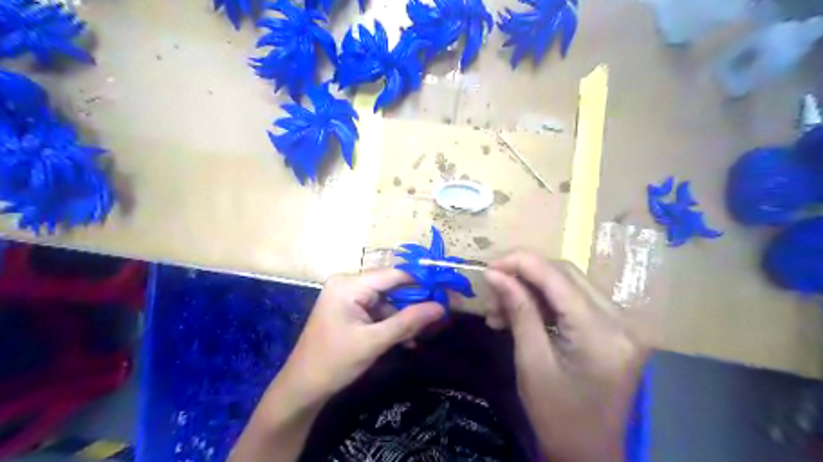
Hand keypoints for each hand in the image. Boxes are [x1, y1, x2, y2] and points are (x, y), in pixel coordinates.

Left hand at [274, 268, 443, 405]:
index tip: (444, 292)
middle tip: (436, 316)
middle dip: (412, 303)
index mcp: (349, 285)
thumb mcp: (374, 342)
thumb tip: (441, 307)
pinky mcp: (348, 309)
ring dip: (402, 318)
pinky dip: (390, 323)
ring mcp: (347, 296)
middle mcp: (347, 283)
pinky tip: (404, 340)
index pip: (393, 274)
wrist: (302, 388)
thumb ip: (408, 322)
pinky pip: (376, 310)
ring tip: (417, 337)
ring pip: (386, 300)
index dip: (420, 282)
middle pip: (390, 286)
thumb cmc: (335, 362)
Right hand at [484, 252, 649, 461]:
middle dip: (523, 275)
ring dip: (531, 289)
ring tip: (500, 310)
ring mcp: (622, 322)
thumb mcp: (531, 361)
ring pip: (568, 283)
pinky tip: (521, 314)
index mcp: (601, 332)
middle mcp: (621, 319)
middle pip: (565, 273)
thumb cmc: (557, 415)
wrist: (589, 453)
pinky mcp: (615, 327)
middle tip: (492, 289)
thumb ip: (518, 310)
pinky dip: (545, 301)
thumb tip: (494, 274)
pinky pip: (575, 299)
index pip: (557, 276)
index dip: (519, 262)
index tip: (487, 267)